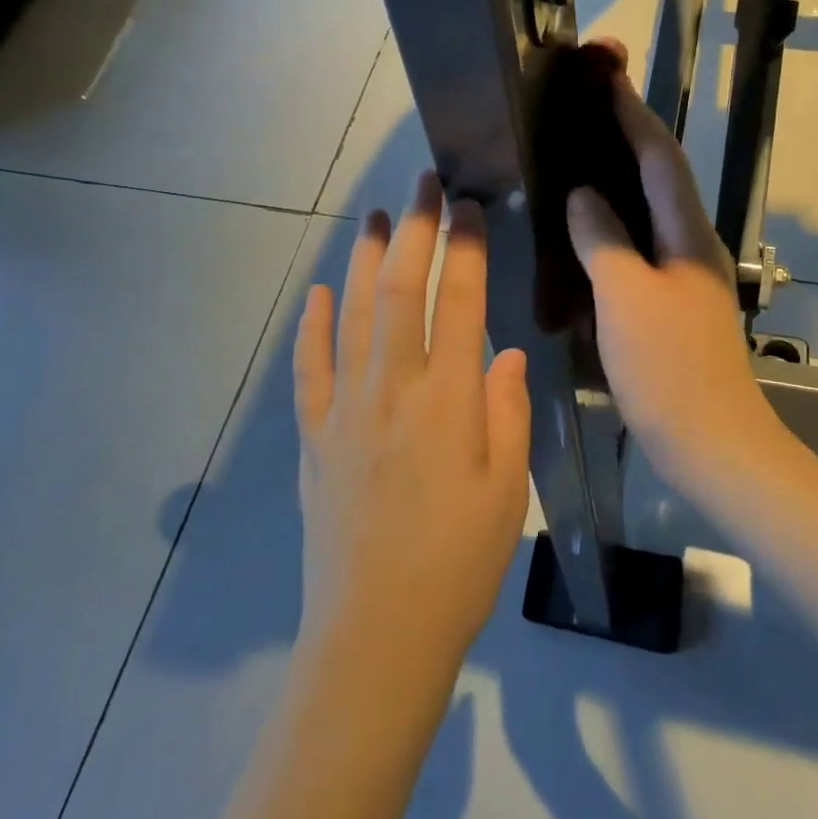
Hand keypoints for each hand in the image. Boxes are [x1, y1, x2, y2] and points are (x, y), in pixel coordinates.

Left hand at [292, 172, 532, 664]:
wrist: (376, 635)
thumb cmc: (458, 563)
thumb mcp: (507, 490)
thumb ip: (508, 413)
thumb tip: (505, 354)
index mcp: (449, 401)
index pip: (459, 303)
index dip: (464, 248)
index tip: (469, 207)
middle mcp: (393, 390)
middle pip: (400, 290)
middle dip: (414, 229)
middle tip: (422, 183)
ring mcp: (345, 410)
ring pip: (351, 315)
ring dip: (362, 260)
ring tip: (374, 217)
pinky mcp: (314, 437)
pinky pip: (310, 369)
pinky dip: (312, 326)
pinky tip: (316, 293)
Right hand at [565, 67, 775, 477]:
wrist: (711, 443)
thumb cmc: (669, 368)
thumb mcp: (626, 297)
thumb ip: (603, 239)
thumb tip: (583, 194)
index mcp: (686, 234)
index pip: (660, 157)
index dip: (633, 113)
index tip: (608, 75)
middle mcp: (690, 244)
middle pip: (659, 175)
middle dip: (627, 135)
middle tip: (587, 107)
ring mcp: (682, 275)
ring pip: (648, 211)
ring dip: (618, 178)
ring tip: (578, 156)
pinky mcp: (670, 302)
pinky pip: (638, 247)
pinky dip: (612, 227)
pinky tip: (583, 231)